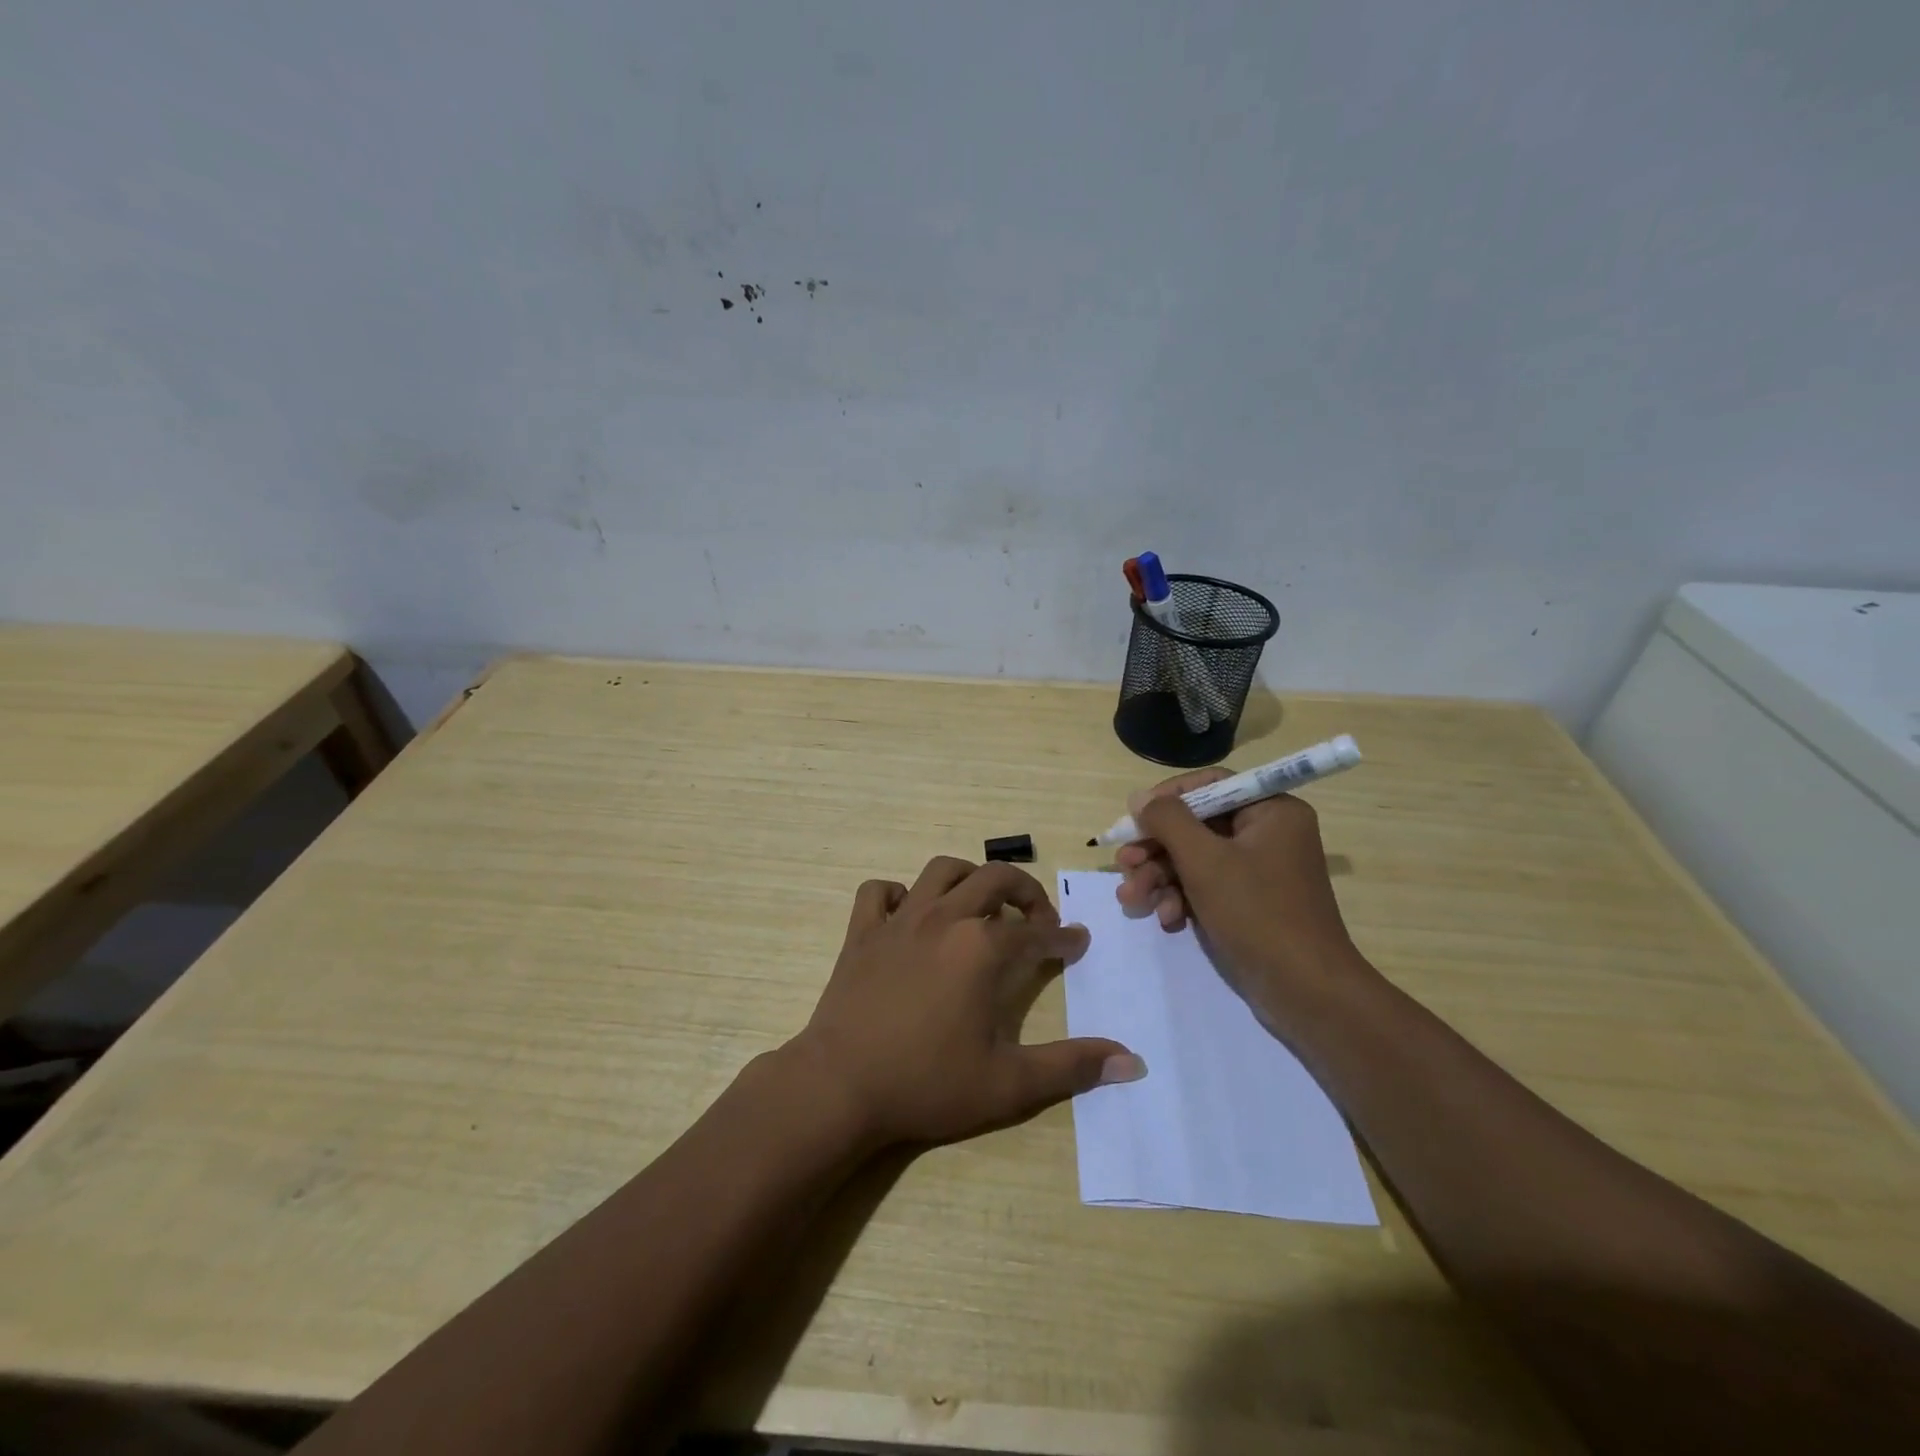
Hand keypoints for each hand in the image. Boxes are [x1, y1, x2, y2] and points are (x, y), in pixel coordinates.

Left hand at [789, 856, 1143, 1150]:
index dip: (1063, 936)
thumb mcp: (1009, 1084)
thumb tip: (1132, 1063)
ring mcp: (900, 920)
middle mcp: (945, 918)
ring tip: (980, 904)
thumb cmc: (928, 1084)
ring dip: (968, 879)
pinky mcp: (862, 931)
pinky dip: (898, 894)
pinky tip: (909, 916)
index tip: (1077, 942)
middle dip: (1025, 891)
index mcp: (983, 948)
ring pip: (941, 871)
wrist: (841, 1086)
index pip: (1037, 932)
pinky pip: (879, 892)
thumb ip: (1071, 1067)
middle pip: (994, 879)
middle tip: (1038, 917)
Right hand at [1114, 770, 1373, 1031]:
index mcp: (1271, 811)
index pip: (1211, 785)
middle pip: (1197, 825)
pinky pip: (1207, 886)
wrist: (1305, 991)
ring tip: (1132, 900)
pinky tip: (1166, 920)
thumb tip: (1139, 798)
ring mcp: (1259, 871)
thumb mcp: (1204, 860)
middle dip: (1156, 849)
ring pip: (1195, 859)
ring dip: (1160, 878)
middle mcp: (1268, 834)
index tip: (1135, 818)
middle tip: (1123, 865)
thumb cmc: (1257, 913)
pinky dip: (1182, 899)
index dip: (1167, 798)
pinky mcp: (1249, 902)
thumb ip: (1168, 821)